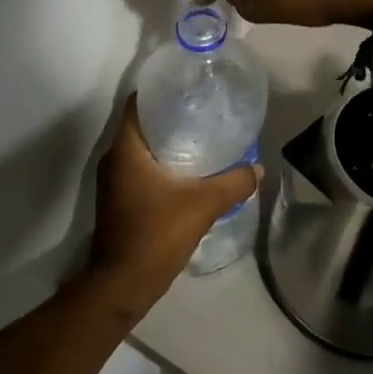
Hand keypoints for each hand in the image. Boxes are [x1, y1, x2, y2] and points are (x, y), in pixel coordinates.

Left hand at [86, 98, 258, 309]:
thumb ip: (233, 183)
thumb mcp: (202, 205)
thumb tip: (258, 169)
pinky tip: (188, 170)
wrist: (122, 285)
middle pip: (141, 124)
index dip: (160, 90)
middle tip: (203, 110)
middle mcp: (114, 159)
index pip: (137, 103)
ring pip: (141, 148)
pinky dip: (161, 163)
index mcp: (126, 149)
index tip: (188, 87)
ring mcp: (114, 182)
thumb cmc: (155, 235)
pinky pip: (140, 168)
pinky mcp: (119, 200)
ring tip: (201, 136)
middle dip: (170, 115)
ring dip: (166, 141)